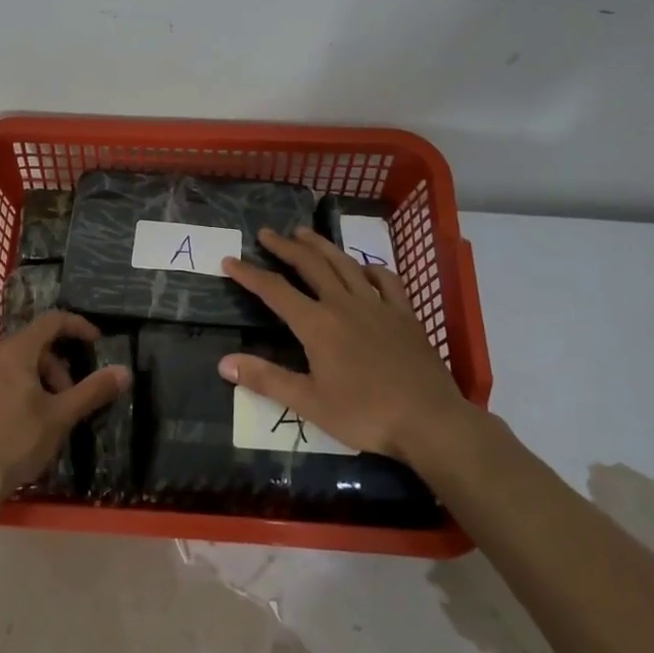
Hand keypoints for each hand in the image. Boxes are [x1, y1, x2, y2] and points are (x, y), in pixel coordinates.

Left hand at [0, 311, 129, 502]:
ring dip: (39, 383)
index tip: (96, 342)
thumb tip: (124, 371)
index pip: (51, 321)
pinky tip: (22, 428)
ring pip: (14, 367)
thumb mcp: (60, 416)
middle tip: (70, 399)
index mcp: (14, 352)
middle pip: (33, 347)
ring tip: (48, 418)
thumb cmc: (15, 442)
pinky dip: (17, 393)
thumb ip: (92, 391)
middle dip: (58, 368)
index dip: (77, 326)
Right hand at [219, 226, 478, 462]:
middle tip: (267, 233)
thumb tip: (223, 363)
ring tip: (304, 232)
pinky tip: (364, 268)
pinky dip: (371, 268)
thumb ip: (266, 379)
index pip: (275, 291)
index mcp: (318, 325)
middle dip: (285, 247)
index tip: (230, 260)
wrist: (430, 420)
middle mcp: (345, 305)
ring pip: (345, 264)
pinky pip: (386, 280)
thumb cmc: (365, 414)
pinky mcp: (405, 315)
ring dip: (322, 246)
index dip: (249, 274)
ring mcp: (378, 306)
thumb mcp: (309, 403)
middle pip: (310, 265)